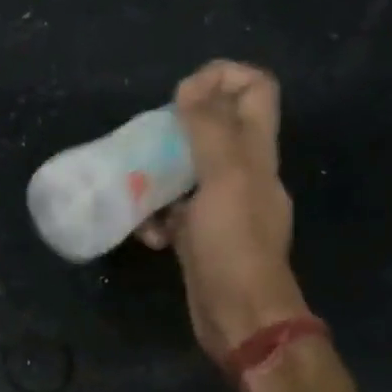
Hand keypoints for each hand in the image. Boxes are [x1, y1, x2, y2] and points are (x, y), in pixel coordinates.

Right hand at [137, 60, 308, 365]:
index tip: (183, 94)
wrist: (238, 314)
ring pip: (187, 170)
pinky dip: (156, 216)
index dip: (223, 77)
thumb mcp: (224, 178)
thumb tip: (191, 85)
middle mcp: (243, 173)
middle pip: (215, 127)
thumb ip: (209, 129)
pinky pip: (174, 211)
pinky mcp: (200, 235)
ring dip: (158, 174)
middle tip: (149, 139)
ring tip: (134, 185)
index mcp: (257, 152)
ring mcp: (221, 206)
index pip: (255, 90)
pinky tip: (145, 232)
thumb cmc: (233, 244)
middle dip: (178, 126)